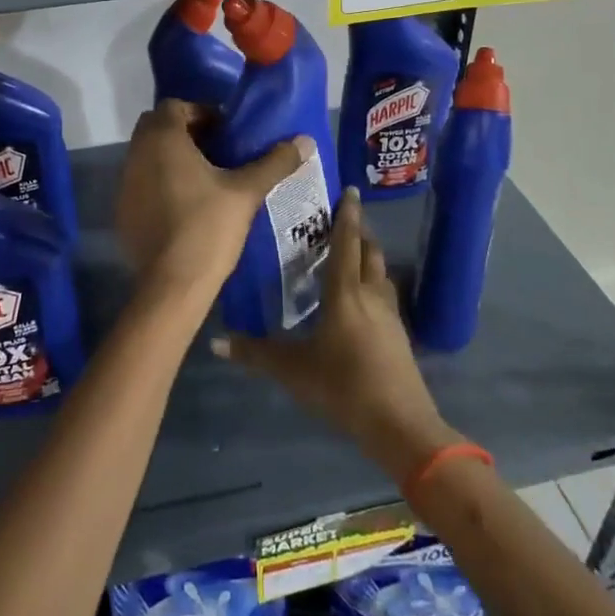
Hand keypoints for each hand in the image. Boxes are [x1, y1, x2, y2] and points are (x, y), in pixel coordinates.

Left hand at [115, 99, 309, 304]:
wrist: (172, 283)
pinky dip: (159, 184)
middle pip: (158, 128)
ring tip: (206, 178)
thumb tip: (306, 140)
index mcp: (162, 139)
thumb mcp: (246, 192)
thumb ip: (275, 162)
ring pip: (148, 156)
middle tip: (218, 152)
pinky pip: (141, 183)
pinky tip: (185, 206)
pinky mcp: (122, 210)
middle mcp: (136, 154)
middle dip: (186, 133)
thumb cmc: (208, 227)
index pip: (175, 106)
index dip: (202, 113)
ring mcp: (124, 183)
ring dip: (172, 158)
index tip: (227, 132)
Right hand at [213, 188, 459, 483]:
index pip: (346, 243)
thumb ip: (254, 353)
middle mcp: (371, 295)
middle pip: (370, 253)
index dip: (347, 215)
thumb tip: (215, 342)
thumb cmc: (343, 386)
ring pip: (381, 274)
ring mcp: (390, 316)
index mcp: (345, 293)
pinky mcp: (399, 337)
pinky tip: (363, 299)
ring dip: (370, 257)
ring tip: (353, 253)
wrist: (399, 425)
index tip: (349, 190)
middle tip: (344, 220)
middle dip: (359, 232)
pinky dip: (374, 284)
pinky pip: (385, 297)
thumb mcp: (292, 370)